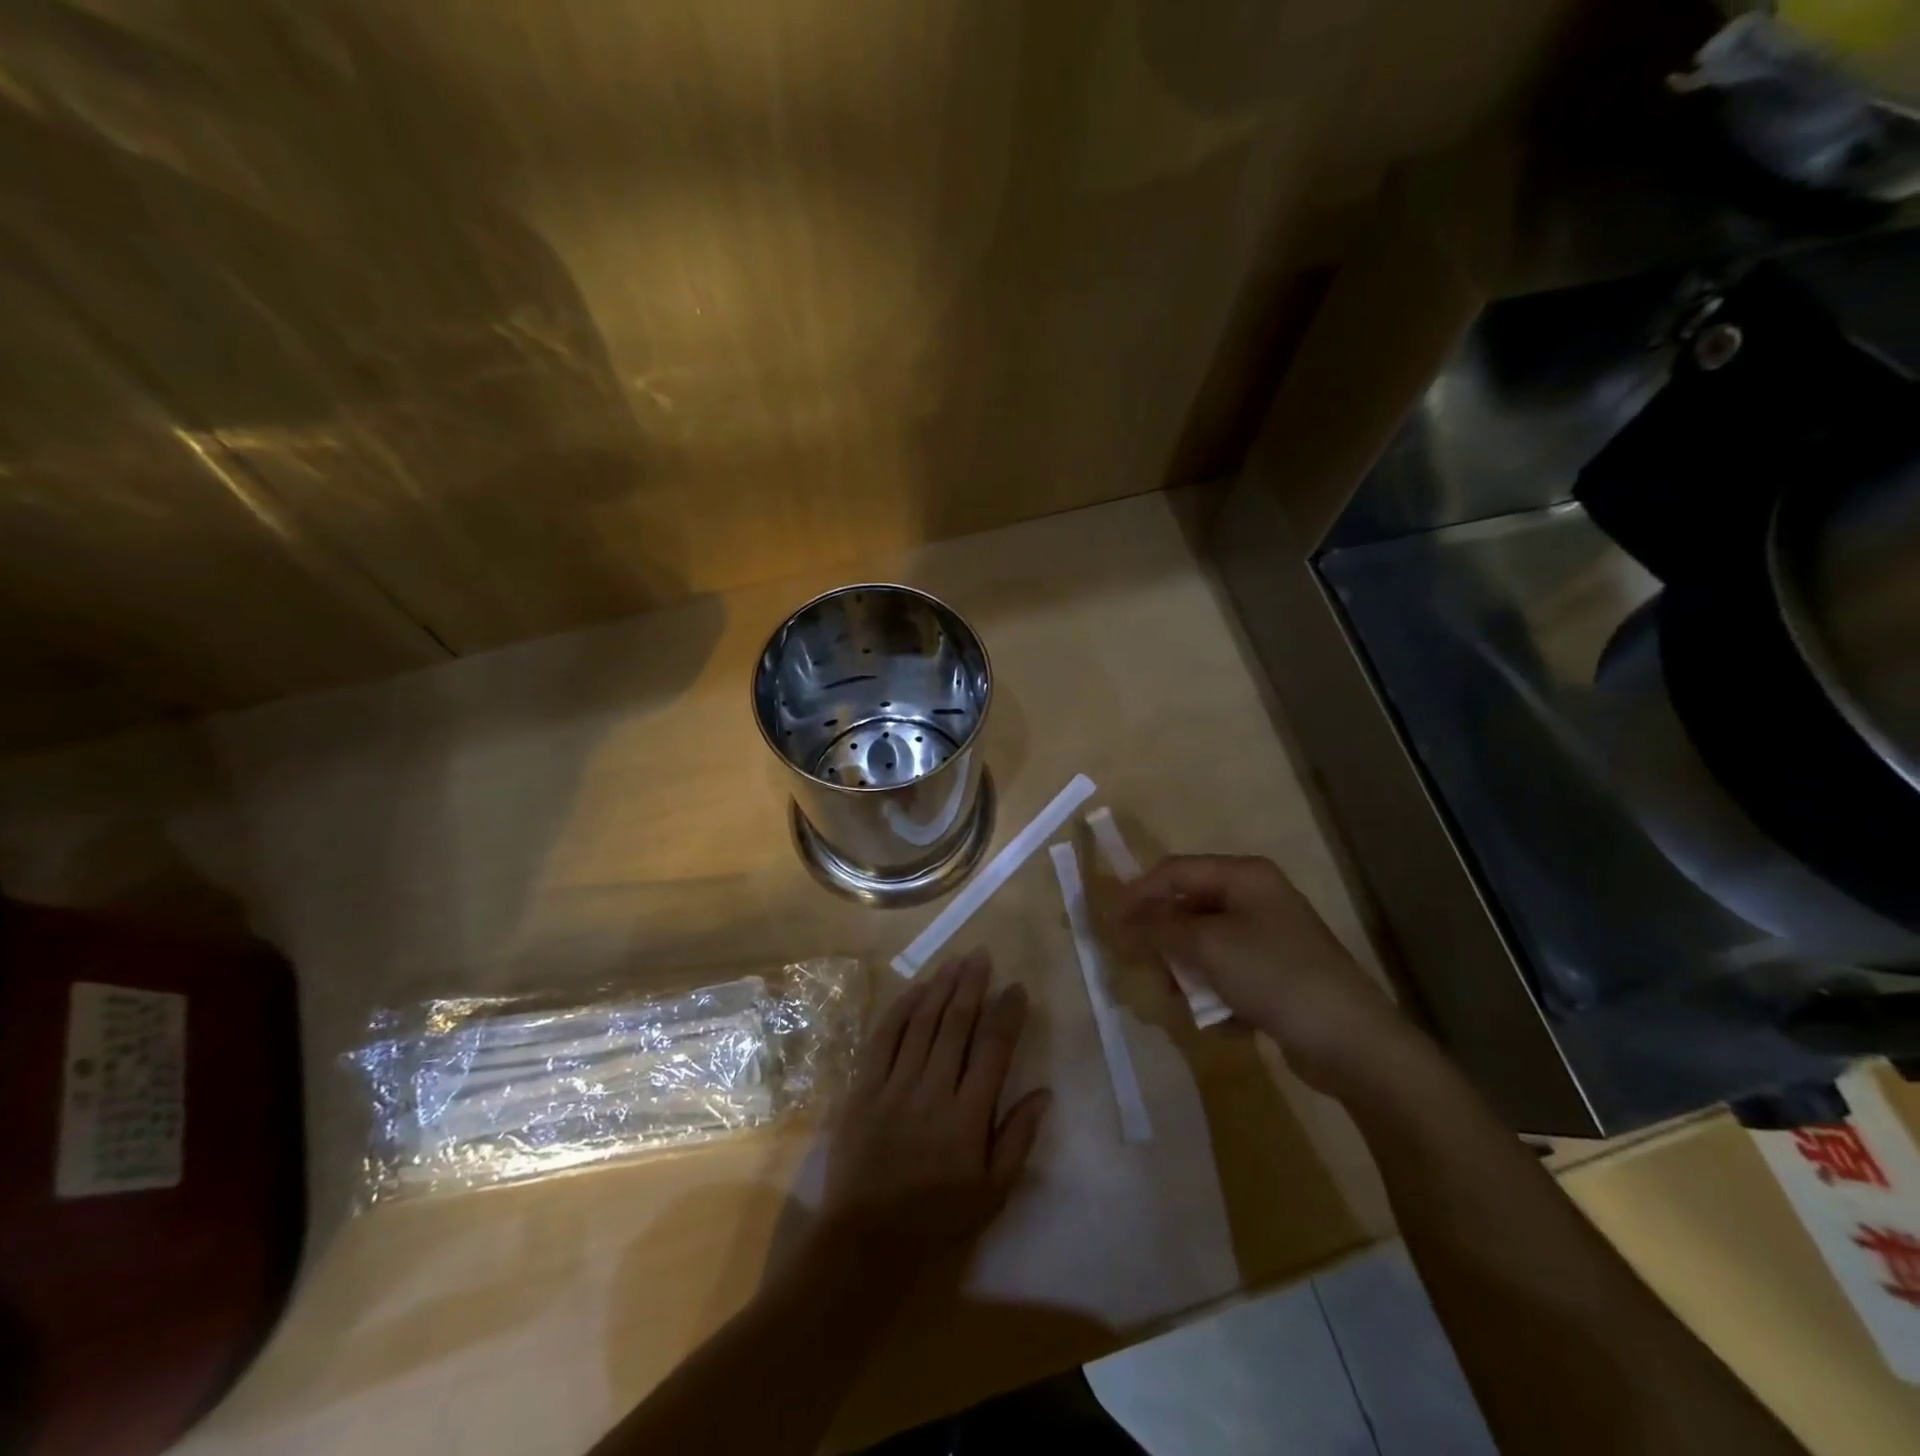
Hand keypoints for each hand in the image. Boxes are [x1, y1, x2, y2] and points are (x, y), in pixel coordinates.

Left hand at [820, 949, 1049, 1266]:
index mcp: (968, 1116)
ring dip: (940, 988)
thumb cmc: (937, 1219)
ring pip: (922, 1023)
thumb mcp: (992, 1193)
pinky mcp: (863, 1088)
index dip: (1007, 1014)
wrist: (866, 1240)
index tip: (1016, 988)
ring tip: (955, 961)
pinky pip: (883, 1038)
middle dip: (972, 986)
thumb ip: (1018, 1139)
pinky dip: (900, 1010)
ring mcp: (894, 1085)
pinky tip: (915, 989)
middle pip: (956, 1025)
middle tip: (982, 956)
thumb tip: (1044, 1092)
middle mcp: (933, 1090)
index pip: (993, 1050)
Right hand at [1119, 854, 1410, 1092]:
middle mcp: (1256, 897)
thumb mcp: (1209, 946)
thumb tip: (1123, 920)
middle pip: (1188, 906)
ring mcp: (1268, 936)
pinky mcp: (1275, 973)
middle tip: (1138, 964)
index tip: (1109, 923)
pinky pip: (1227, 972)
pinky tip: (1216, 1018)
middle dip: (1163, 937)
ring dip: (1186, 969)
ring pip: (1204, 943)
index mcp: (1244, 876)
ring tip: (1178, 998)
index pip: (1175, 871)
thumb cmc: (1275, 976)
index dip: (1138, 893)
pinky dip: (1214, 991)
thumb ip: (1160, 928)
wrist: (1351, 1041)